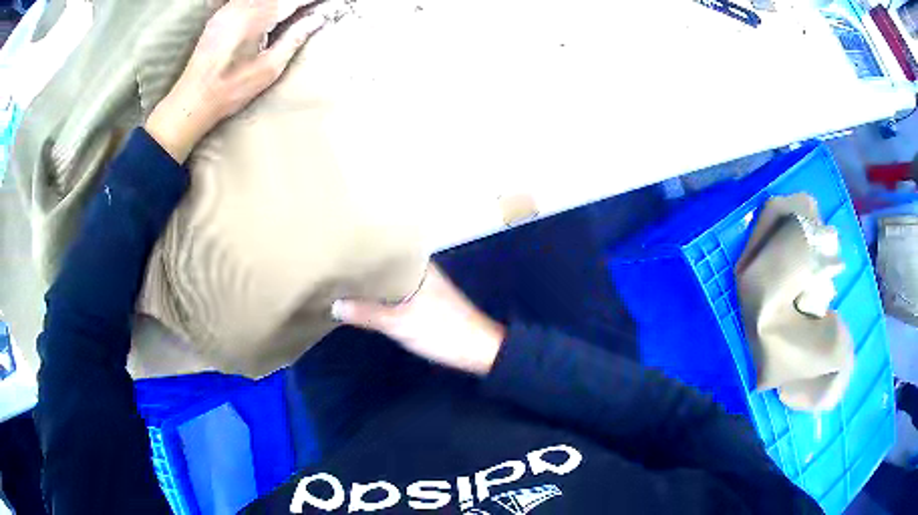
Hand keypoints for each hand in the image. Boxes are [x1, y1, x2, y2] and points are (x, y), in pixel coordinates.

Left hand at [145, 0, 325, 162]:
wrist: (191, 100)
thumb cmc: (230, 89)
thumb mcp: (268, 69)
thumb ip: (295, 38)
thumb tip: (319, 18)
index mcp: (256, 17)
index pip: (294, 0)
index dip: (312, 1)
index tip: (329, 4)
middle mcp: (241, 6)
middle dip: (296, 1)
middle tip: (311, 7)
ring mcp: (228, 9)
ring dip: (280, 1)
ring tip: (293, 10)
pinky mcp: (220, 15)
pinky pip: (246, 0)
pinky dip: (263, 3)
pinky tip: (269, 10)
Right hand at [331, 265, 506, 375]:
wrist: (478, 350)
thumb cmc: (442, 330)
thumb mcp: (400, 323)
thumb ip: (367, 313)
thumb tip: (333, 305)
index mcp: (416, 265)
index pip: (383, 248)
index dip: (361, 248)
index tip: (336, 247)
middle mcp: (418, 270)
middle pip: (384, 265)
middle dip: (362, 267)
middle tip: (331, 265)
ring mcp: (421, 286)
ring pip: (389, 280)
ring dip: (370, 282)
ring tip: (340, 279)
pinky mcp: (422, 302)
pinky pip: (394, 293)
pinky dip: (380, 295)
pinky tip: (362, 299)